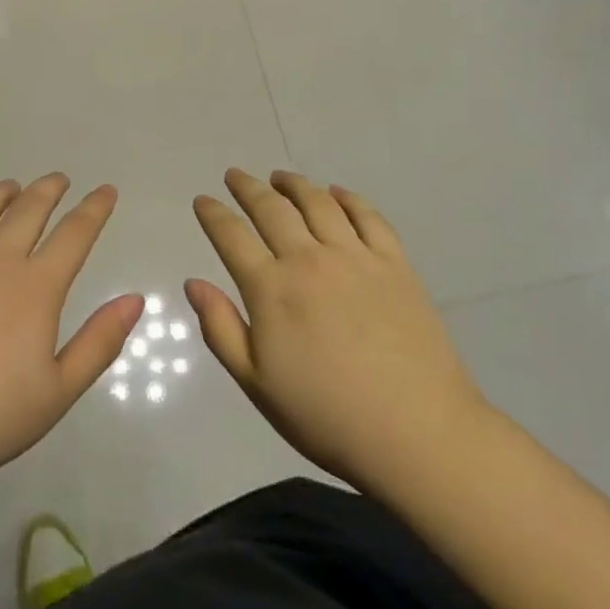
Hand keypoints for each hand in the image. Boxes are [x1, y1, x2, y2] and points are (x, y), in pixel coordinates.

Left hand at [0, 176, 142, 503]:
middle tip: (59, 180)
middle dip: (49, 189)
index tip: (106, 190)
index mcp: (35, 287)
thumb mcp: (57, 392)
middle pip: (28, 209)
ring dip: (0, 194)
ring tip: (11, 188)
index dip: (94, 208)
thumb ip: (99, 342)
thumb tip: (135, 299)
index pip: (75, 233)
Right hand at [186, 170, 488, 497]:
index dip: (213, 214)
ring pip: (318, 203)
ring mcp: (355, 257)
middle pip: (271, 209)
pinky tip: (337, 193)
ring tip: (281, 177)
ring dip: (294, 184)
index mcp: (271, 289)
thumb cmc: (326, 416)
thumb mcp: (257, 384)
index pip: (231, 236)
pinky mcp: (394, 263)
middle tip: (236, 175)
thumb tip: (194, 283)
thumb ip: (221, 329)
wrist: (416, 433)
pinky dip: (348, 198)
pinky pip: (368, 216)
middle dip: (248, 188)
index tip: (203, 200)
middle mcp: (309, 259)